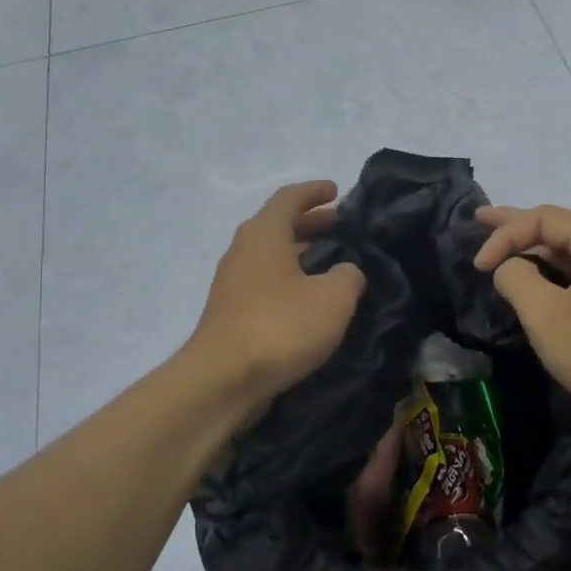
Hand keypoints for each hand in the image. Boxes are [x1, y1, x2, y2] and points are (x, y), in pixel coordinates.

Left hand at [189, 181, 366, 405]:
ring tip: (332, 264)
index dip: (314, 192)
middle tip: (341, 228)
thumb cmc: (280, 327)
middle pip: (278, 225)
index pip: (289, 198)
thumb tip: (346, 272)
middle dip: (311, 223)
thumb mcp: (333, 298)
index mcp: (264, 234)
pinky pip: (265, 282)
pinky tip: (310, 300)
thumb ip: (348, 276)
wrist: (222, 380)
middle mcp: (243, 250)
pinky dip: (289, 280)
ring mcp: (233, 283)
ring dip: (300, 254)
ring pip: (271, 256)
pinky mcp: (231, 312)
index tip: (336, 191)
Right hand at [473, 204, 570, 438]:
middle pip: (557, 228)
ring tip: (500, 243)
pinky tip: (532, 277)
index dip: (504, 236)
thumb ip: (517, 278)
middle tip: (480, 218)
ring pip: (566, 253)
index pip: (542, 219)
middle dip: (516, 225)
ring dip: (532, 250)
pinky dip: (549, 273)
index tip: (476, 267)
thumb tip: (507, 268)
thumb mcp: (547, 314)